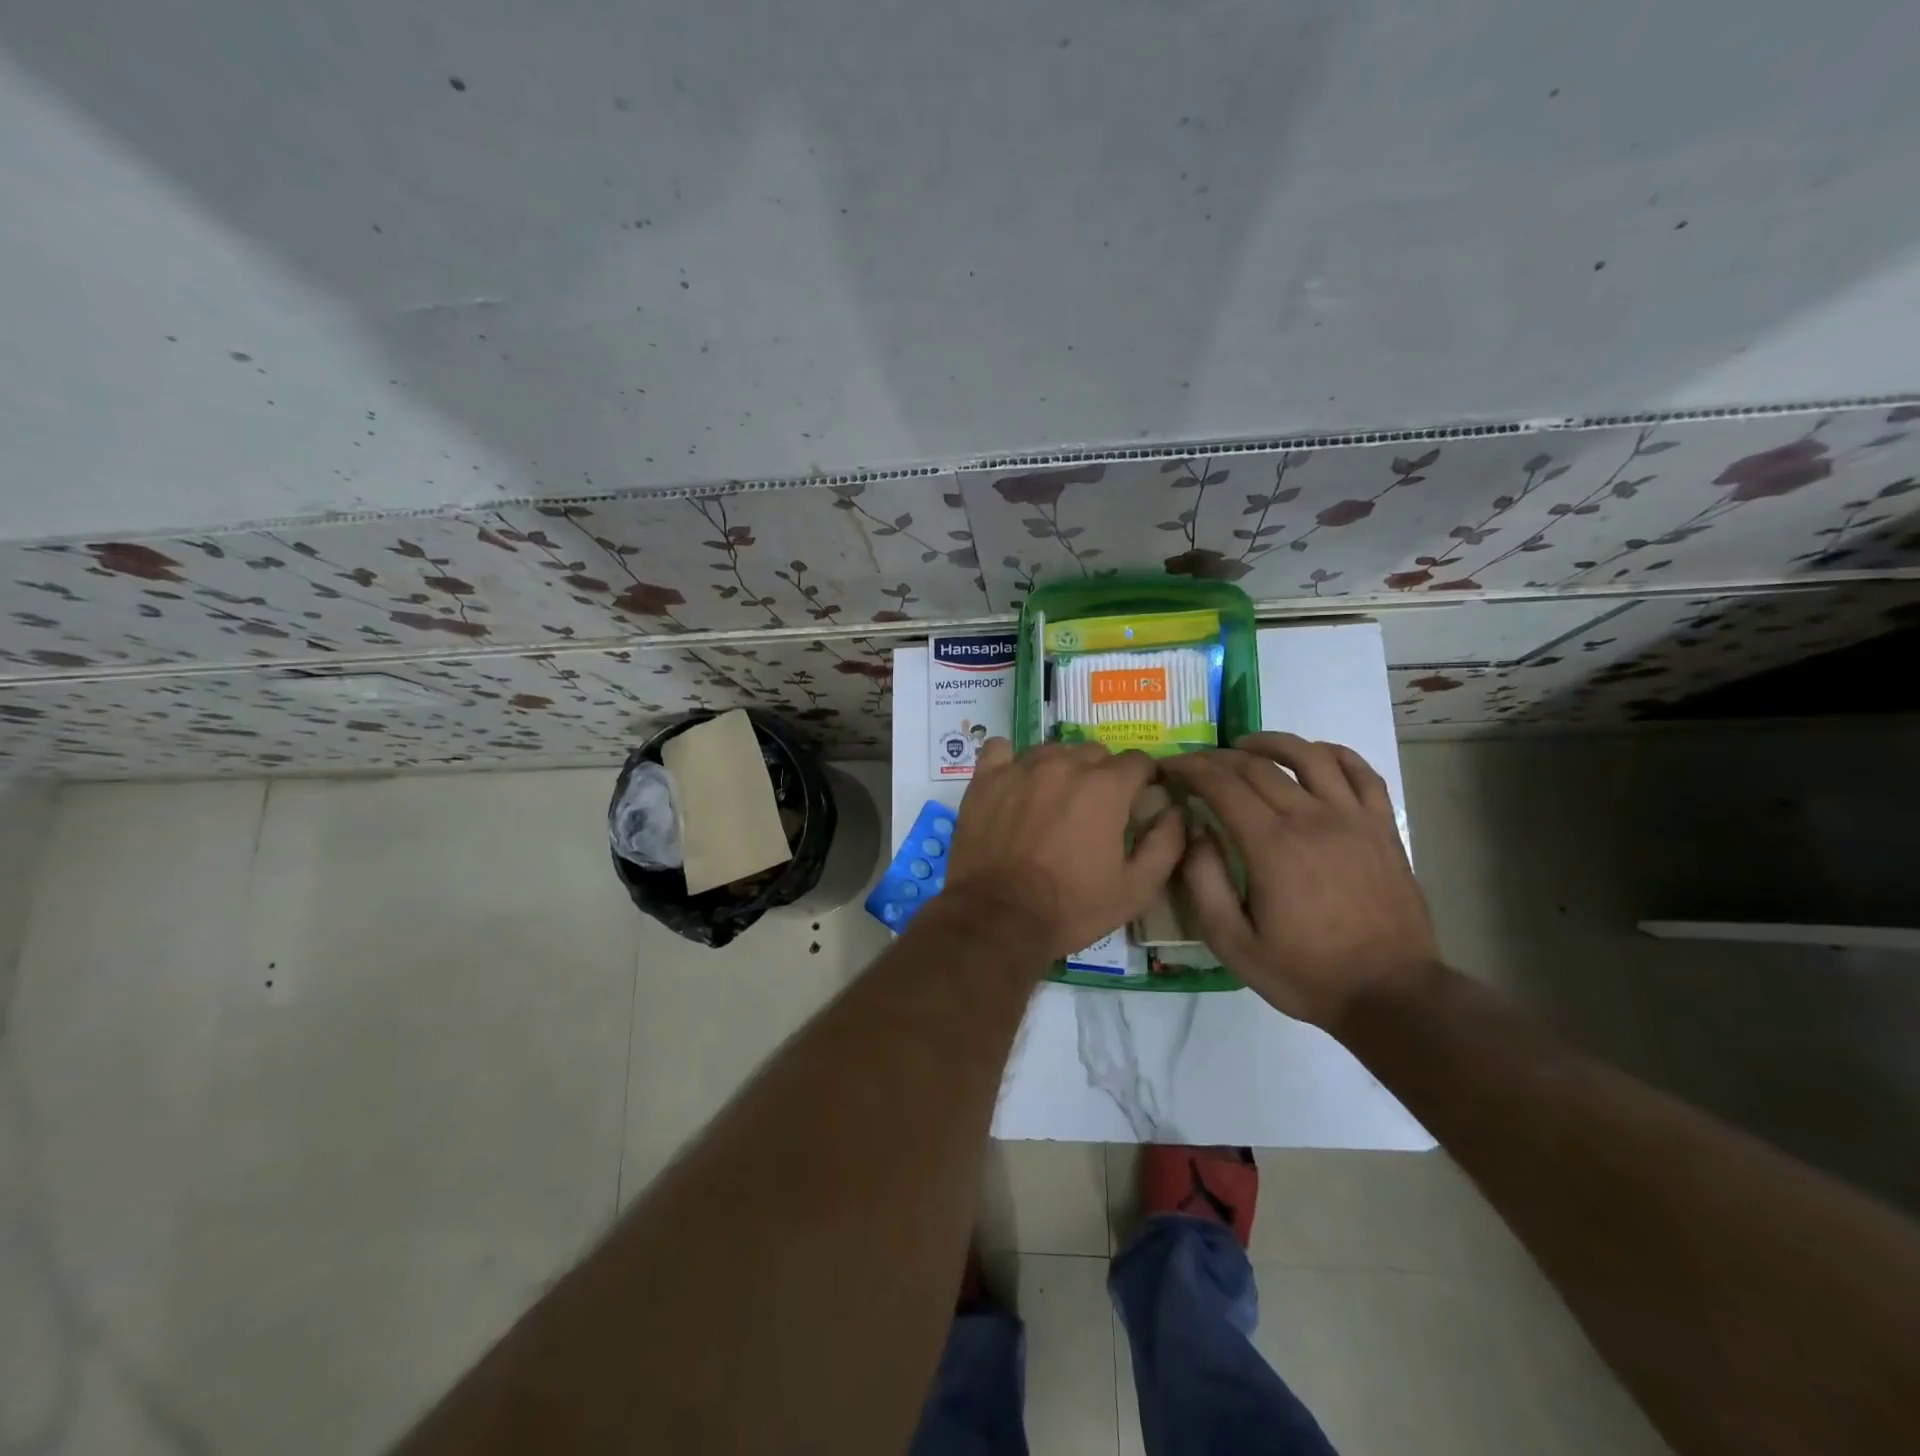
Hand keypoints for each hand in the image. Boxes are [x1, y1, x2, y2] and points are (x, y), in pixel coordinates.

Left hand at [945, 739, 1186, 962]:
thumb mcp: (1136, 889)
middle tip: (1094, 810)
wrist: (998, 918)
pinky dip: (1011, 762)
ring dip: (1060, 768)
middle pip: (1094, 753)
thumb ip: (1166, 844)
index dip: (1143, 780)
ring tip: (1054, 801)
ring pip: (1052, 750)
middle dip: (1102, 775)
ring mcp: (1021, 768)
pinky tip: (1014, 783)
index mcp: (1106, 787)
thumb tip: (1176, 811)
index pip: (1138, 761)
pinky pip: (1001, 750)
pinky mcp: (986, 779)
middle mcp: (1064, 765)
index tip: (1138, 800)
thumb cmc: (1071, 906)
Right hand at [1158, 733, 1438, 1027]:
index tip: (1169, 767)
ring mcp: (1354, 818)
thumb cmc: (1305, 973)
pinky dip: (1333, 753)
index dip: (1189, 768)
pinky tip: (1314, 756)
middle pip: (1257, 766)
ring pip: (1309, 756)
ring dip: (1271, 742)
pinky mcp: (1383, 827)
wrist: (1391, 994)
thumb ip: (1204, 884)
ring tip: (1247, 746)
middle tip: (1195, 764)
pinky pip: (1361, 772)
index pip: (1222, 785)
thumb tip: (1196, 832)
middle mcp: (1312, 818)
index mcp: (1272, 846)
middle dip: (1217, 758)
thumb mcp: (1233, 944)